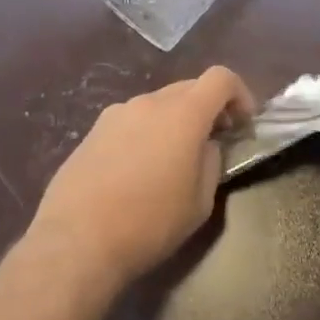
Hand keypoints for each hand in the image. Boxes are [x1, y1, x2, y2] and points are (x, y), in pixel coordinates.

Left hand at [31, 66, 250, 287]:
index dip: (239, 93)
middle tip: (212, 142)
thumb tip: (206, 146)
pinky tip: (136, 171)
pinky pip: (131, 121)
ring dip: (174, 122)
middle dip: (207, 108)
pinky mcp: (93, 130)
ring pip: (158, 105)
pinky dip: (145, 134)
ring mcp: (117, 113)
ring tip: (170, 162)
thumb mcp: (199, 203)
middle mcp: (150, 102)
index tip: (243, 123)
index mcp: (183, 113)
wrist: (76, 241)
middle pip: (188, 88)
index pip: (220, 78)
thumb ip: (211, 162)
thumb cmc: (149, 224)